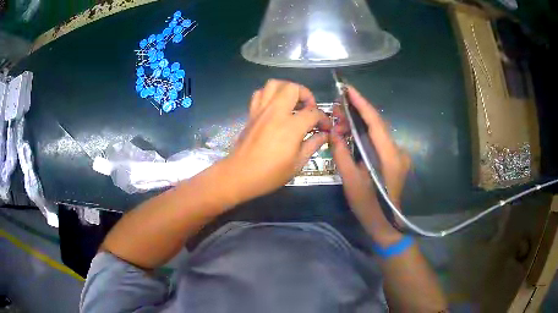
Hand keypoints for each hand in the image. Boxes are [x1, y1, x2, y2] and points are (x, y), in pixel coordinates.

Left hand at [223, 80, 331, 204]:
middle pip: (293, 88)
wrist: (240, 175)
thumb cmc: (270, 173)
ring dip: (287, 89)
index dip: (324, 119)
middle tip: (308, 109)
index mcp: (291, 126)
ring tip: (292, 102)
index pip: (313, 113)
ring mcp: (261, 110)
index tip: (325, 127)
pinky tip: (275, 106)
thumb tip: (324, 135)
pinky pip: (260, 93)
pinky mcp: (252, 113)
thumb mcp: (297, 163)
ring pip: (274, 84)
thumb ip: (313, 145)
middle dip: (306, 94)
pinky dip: (269, 94)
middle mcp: (276, 112)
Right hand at [330, 86, 410, 244]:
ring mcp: (399, 155)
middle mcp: (398, 151)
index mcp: (389, 156)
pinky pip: (380, 141)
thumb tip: (333, 132)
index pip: (375, 122)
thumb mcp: (351, 181)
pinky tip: (352, 135)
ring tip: (340, 123)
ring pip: (378, 132)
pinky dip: (366, 135)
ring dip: (360, 124)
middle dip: (357, 112)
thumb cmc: (368, 206)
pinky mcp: (396, 159)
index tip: (348, 89)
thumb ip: (342, 154)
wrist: (386, 224)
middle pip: (377, 124)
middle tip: (336, 108)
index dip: (362, 103)